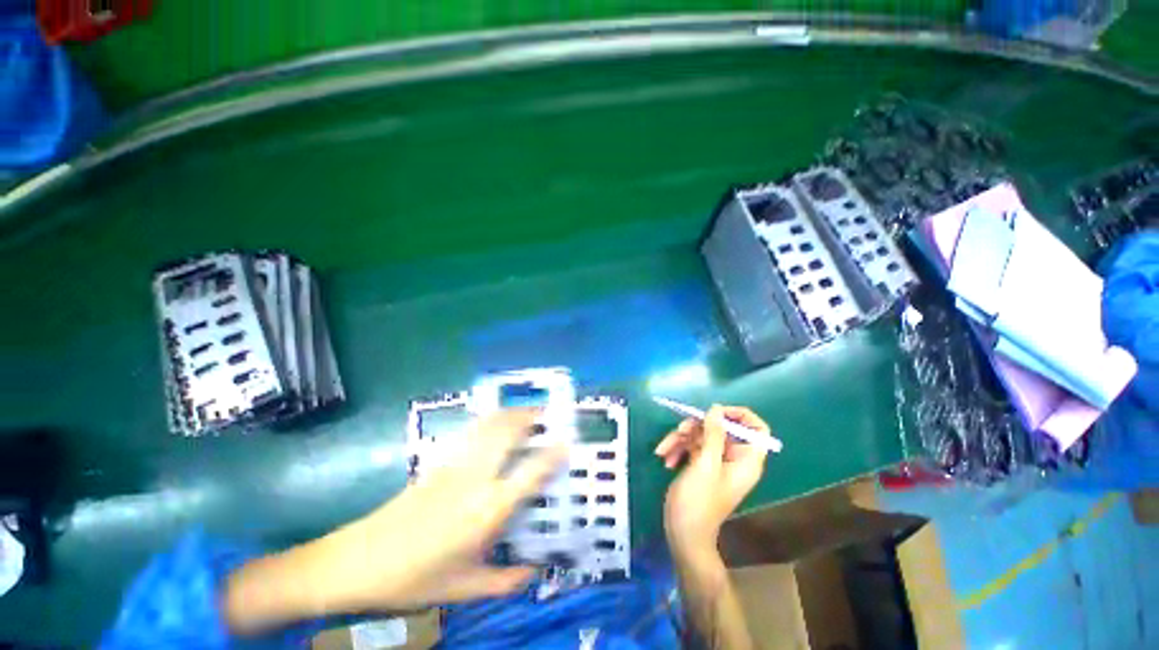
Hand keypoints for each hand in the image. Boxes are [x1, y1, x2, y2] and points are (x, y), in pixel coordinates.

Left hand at [318, 409, 566, 610]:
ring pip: (489, 426)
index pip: (531, 473)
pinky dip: (490, 421)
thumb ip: (506, 581)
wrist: (360, 560)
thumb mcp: (465, 589)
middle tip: (547, 412)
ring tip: (526, 411)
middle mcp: (477, 479)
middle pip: (508, 433)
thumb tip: (535, 573)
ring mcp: (456, 465)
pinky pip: (472, 432)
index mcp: (488, 510)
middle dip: (530, 417)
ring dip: (511, 414)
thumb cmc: (415, 578)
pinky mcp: (440, 462)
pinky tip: (495, 423)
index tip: (567, 441)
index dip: (552, 454)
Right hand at [656, 405, 768, 559]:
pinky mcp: (701, 465)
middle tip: (679, 430)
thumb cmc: (699, 501)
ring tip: (664, 451)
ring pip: (701, 435)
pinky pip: (691, 447)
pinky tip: (665, 459)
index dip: (740, 415)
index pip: (757, 429)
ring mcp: (716, 462)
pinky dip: (678, 449)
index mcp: (746, 460)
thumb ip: (713, 434)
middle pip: (720, 428)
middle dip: (696, 427)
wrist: (683, 533)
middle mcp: (734, 458)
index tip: (717, 412)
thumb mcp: (705, 464)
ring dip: (680, 439)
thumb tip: (716, 409)